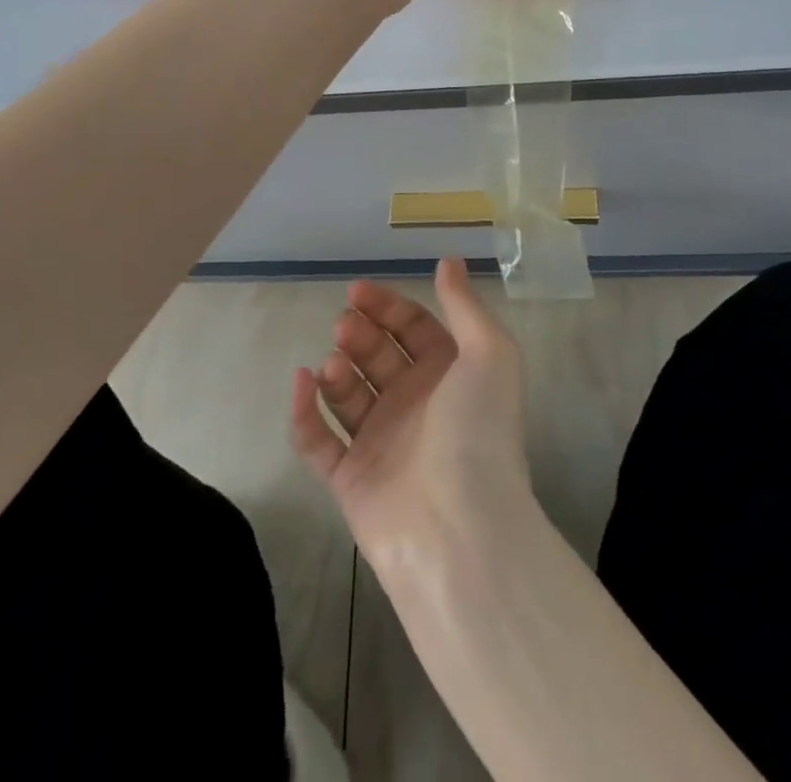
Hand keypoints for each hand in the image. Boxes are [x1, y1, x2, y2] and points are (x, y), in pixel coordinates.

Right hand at [290, 259, 532, 571]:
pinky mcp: (350, 480)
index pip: (413, 328)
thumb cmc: (477, 430)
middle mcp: (415, 406)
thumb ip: (465, 306)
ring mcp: (381, 444)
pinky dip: (305, 412)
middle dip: (359, 335)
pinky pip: (318, 441)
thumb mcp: (489, 354)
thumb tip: (449, 261)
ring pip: (347, 394)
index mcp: (448, 376)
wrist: (459, 529)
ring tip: (334, 364)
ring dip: (336, 370)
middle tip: (345, 326)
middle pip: (377, 356)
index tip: (357, 291)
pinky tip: (301, 383)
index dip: (387, 306)